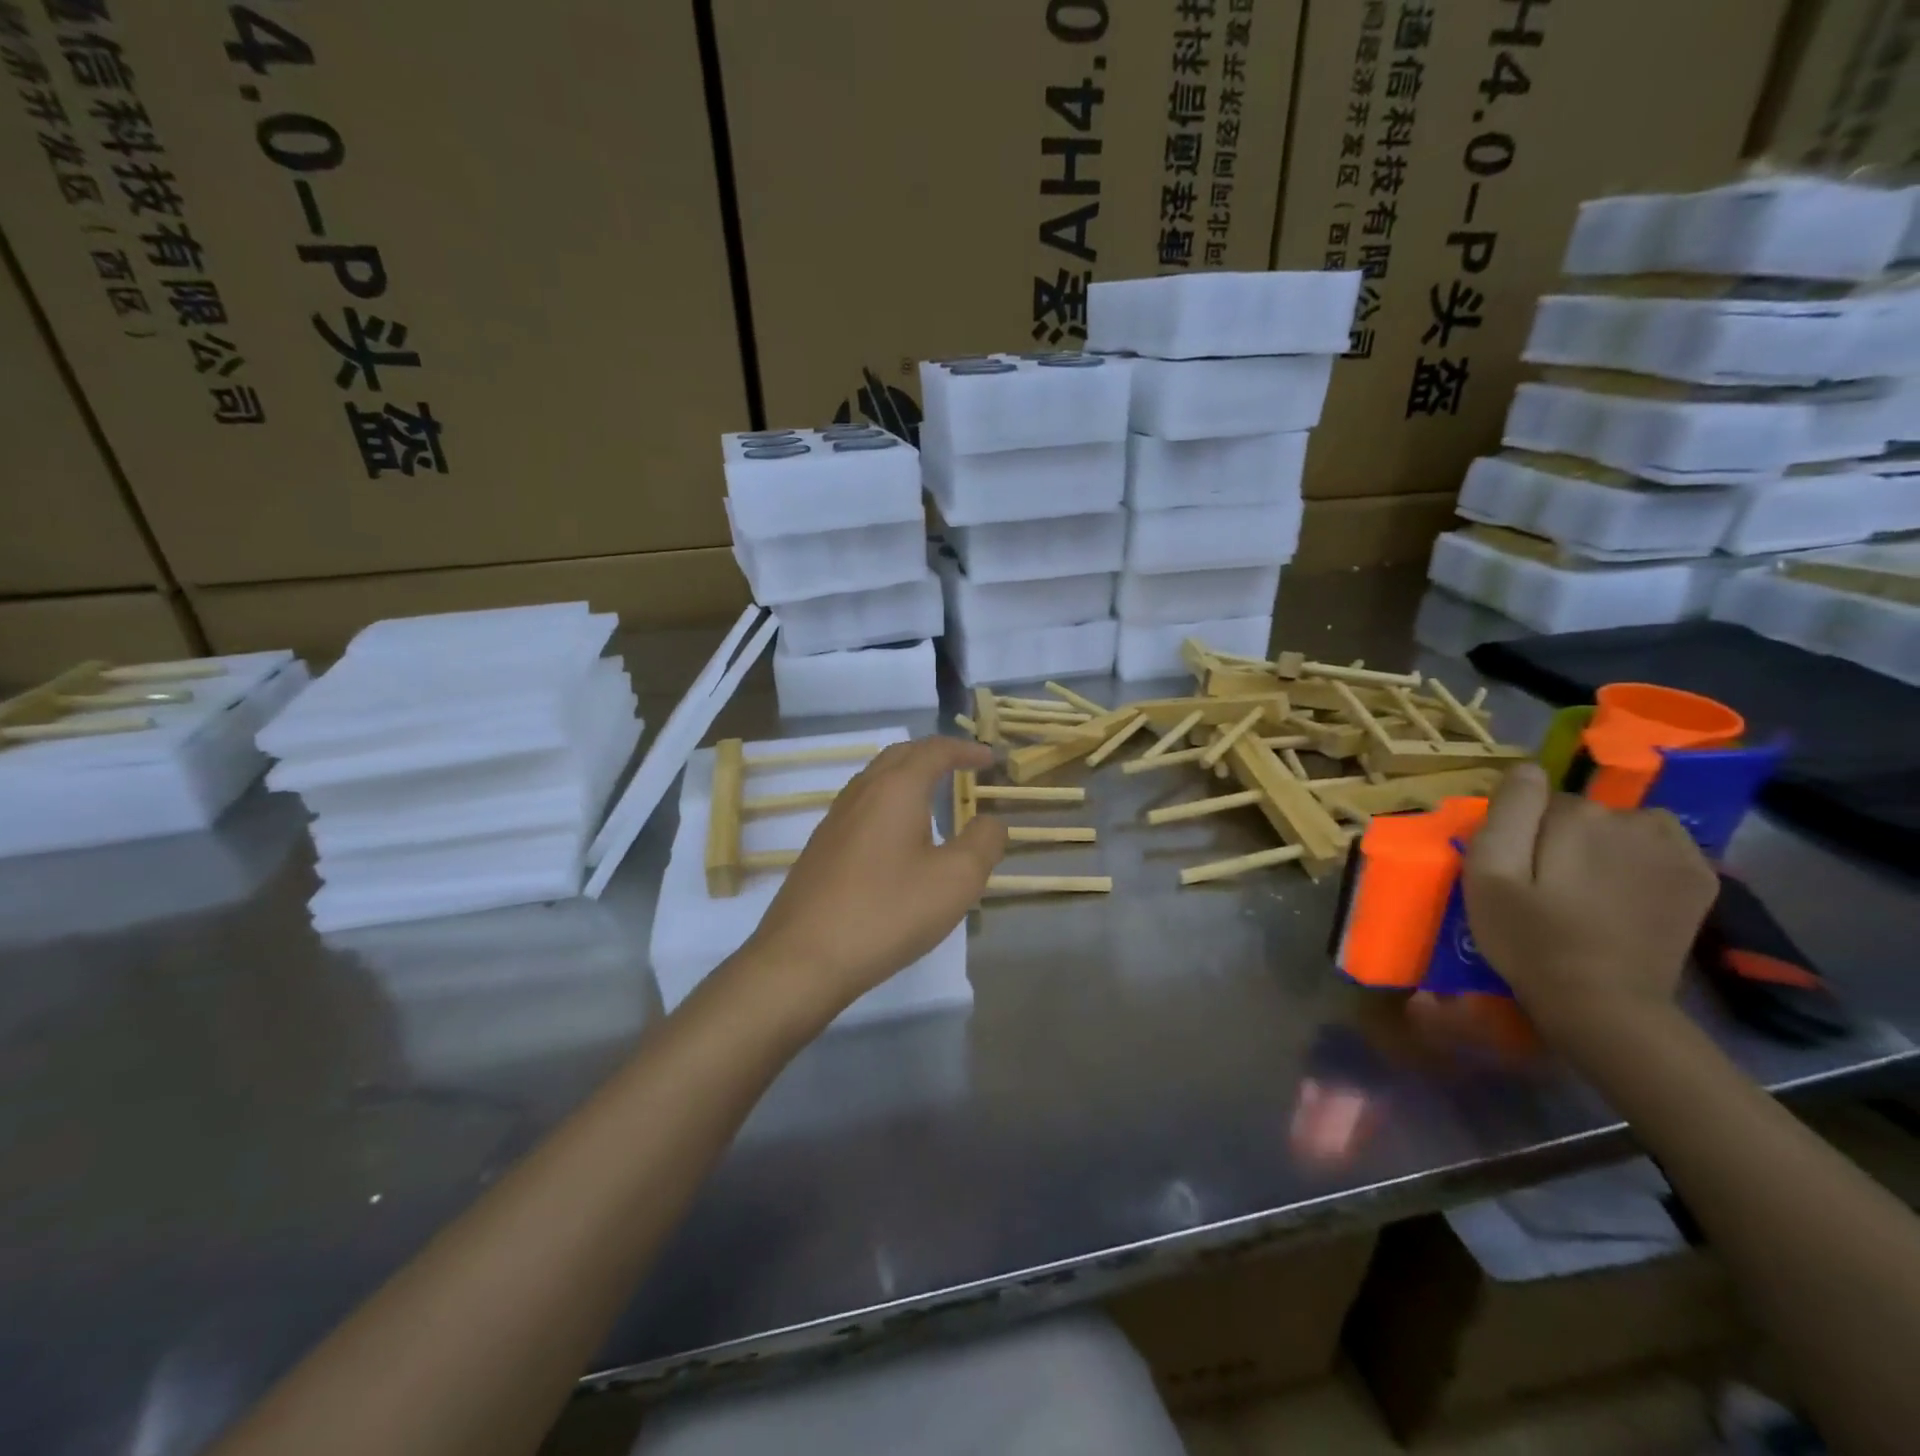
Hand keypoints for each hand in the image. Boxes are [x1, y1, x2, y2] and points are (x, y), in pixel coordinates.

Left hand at [743, 737, 1006, 1014]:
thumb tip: (991, 822)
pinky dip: (889, 802)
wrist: (803, 958)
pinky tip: (896, 835)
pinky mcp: (821, 848)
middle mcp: (861, 792)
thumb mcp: (956, 880)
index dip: (965, 750)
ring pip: (876, 779)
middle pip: (901, 755)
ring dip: (908, 776)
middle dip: (934, 754)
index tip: (990, 759)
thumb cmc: (888, 912)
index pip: (935, 751)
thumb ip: (983, 843)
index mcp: (896, 789)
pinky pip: (862, 806)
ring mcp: (835, 819)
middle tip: (962, 766)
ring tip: (932, 795)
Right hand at [1463, 762, 1717, 1046]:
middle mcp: (1634, 820)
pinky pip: (1661, 845)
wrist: (1604, 1004)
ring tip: (1589, 887)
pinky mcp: (1699, 878)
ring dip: (1605, 843)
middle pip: (1583, 810)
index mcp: (1578, 816)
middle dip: (1562, 835)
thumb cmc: (1530, 938)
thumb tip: (1527, 767)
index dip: (1522, 831)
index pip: (1539, 799)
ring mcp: (1676, 849)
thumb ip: (1507, 813)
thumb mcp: (1489, 874)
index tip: (1517, 868)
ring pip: (1624, 824)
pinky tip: (1627, 892)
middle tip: (1547, 885)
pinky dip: (1642, 858)